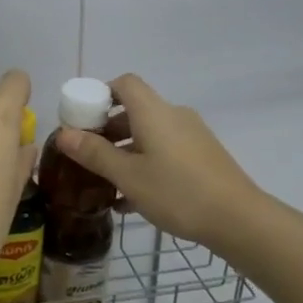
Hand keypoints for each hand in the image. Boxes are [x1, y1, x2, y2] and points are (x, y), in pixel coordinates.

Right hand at [53, 74, 259, 252]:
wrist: (238, 219)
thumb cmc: (177, 192)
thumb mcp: (128, 176)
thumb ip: (94, 153)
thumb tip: (63, 133)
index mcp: (154, 113)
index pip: (124, 84)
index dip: (99, 94)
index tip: (81, 119)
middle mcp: (174, 116)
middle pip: (134, 111)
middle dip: (107, 130)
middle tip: (86, 156)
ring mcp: (192, 137)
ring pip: (149, 135)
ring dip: (124, 152)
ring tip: (104, 183)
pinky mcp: (202, 157)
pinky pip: (165, 152)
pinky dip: (145, 165)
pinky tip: (131, 200)